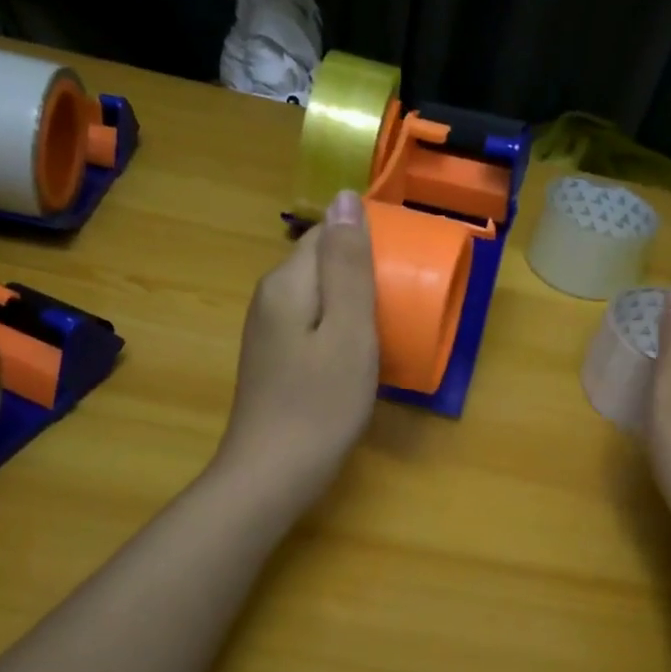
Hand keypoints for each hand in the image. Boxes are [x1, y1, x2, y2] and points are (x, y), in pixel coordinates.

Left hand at [214, 190, 379, 510]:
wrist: (272, 475)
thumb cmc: (320, 403)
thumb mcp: (348, 330)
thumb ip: (348, 264)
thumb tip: (344, 196)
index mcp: (287, 283)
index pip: (327, 234)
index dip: (366, 244)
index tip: (402, 271)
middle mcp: (270, 298)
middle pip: (321, 264)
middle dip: (362, 274)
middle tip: (401, 304)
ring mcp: (268, 331)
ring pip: (319, 296)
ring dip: (353, 304)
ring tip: (387, 328)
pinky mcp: (274, 358)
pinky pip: (313, 324)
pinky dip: (339, 330)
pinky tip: (357, 356)